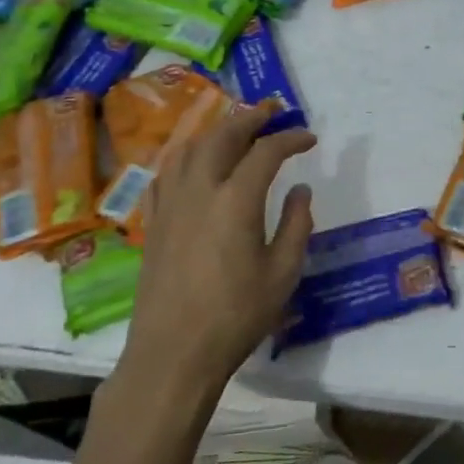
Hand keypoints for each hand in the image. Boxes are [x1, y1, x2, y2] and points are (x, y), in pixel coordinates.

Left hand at [120, 105, 316, 393]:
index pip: (266, 151)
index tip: (309, 138)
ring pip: (190, 147)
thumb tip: (299, 190)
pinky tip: (194, 162)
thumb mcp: (283, 273)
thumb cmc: (236, 316)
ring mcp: (171, 204)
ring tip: (235, 128)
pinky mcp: (154, 222)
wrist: (173, 354)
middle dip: (250, 117)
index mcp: (235, 200)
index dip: (290, 138)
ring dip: (216, 129)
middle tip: (272, 110)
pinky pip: (167, 172)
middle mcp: (200, 190)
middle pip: (223, 135)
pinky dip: (186, 155)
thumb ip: (296, 224)